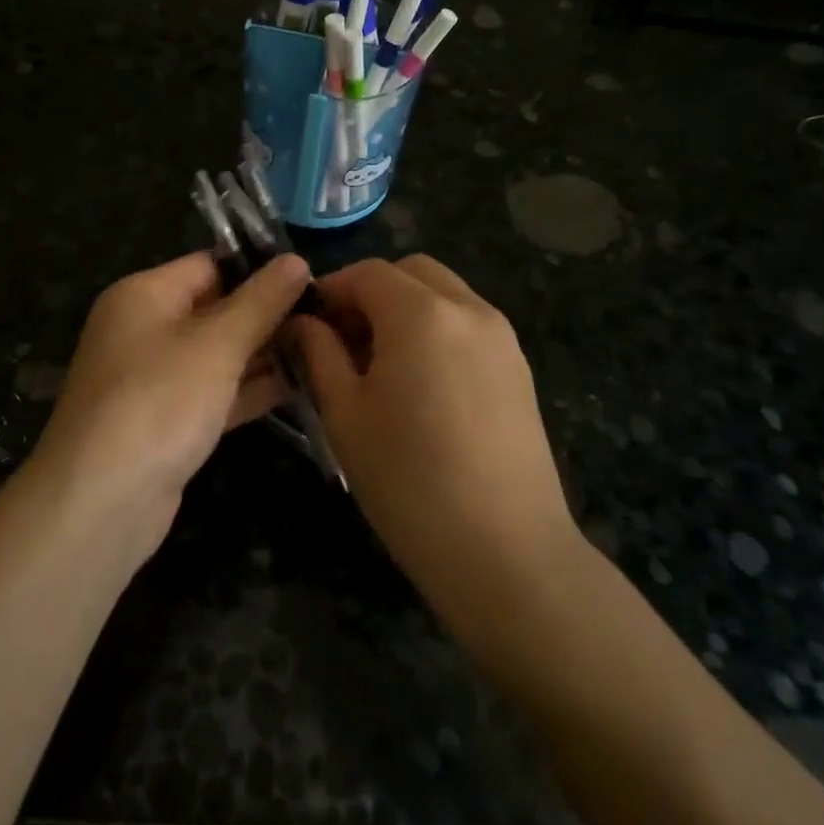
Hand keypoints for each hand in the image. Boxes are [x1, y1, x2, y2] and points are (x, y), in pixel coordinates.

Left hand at [32, 251, 311, 550]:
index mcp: (144, 295)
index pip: (209, 264)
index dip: (259, 268)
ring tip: (325, 348)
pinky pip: (215, 393)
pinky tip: (300, 386)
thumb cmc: (159, 401)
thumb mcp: (217, 344)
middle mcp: (145, 330)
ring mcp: (155, 379)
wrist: (102, 501)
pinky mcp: (168, 421)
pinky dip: (250, 389)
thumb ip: (261, 302)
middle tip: (328, 316)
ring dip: (265, 353)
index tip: (312, 277)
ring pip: (218, 354)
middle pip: (216, 309)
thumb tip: (297, 260)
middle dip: (268, 314)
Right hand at [290, 256, 583, 641]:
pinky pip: (468, 327)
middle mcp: (469, 310)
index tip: (307, 325)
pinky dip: (437, 332)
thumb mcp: (345, 415)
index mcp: (421, 314)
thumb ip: (320, 355)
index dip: (331, 290)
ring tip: (379, 367)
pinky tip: (420, 386)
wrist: (505, 551)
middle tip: (343, 342)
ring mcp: (502, 339)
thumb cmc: (409, 481)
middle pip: (412, 273)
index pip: (368, 273)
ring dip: (406, 311)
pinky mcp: (519, 370)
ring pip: (444, 296)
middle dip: (371, 293)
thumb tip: (304, 323)